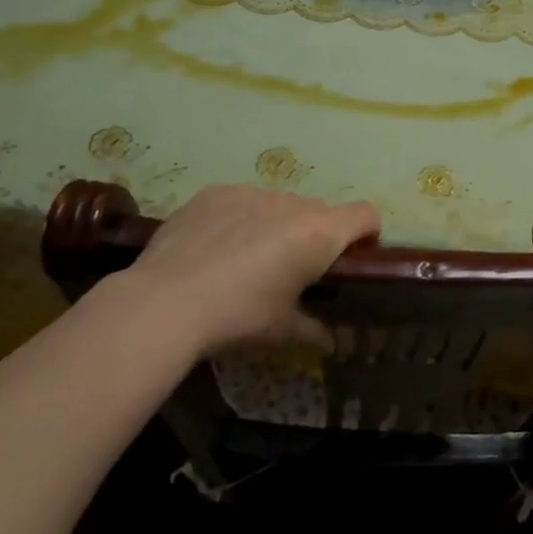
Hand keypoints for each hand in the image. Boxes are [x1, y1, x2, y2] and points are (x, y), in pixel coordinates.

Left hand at [120, 185, 380, 356]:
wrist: (165, 301)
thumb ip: (311, 330)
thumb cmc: (238, 316)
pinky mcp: (216, 192)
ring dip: (275, 226)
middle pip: (319, 212)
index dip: (366, 233)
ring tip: (244, 260)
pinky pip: (241, 201)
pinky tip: (213, 248)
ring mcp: (253, 192)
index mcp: (320, 233)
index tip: (352, 257)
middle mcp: (293, 204)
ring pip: (279, 205)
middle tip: (290, 270)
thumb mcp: (280, 330)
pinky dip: (239, 219)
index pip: (366, 214)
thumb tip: (328, 342)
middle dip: (313, 236)